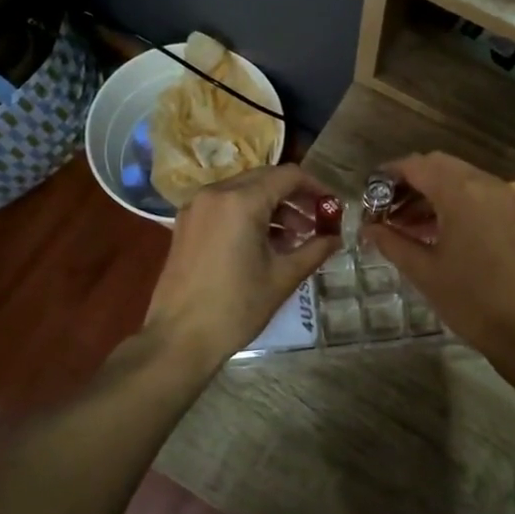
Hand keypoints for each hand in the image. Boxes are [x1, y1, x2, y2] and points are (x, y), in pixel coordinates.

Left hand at [143, 164, 339, 369]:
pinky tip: (264, 242)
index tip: (332, 207)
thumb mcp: (283, 277)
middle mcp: (215, 193)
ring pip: (244, 191)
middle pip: (264, 178)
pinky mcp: (186, 223)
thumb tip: (336, 237)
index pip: (288, 176)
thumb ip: (314, 250)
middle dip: (294, 196)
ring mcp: (196, 207)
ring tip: (295, 237)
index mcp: (241, 201)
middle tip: (317, 221)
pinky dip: (248, 214)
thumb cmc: (236, 307)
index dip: (315, 187)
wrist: (179, 337)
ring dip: (272, 206)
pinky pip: (225, 205)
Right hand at [364, 152, 514, 357]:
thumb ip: (392, 242)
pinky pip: (479, 193)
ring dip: (432, 191)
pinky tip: (439, 230)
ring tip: (406, 224)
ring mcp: (506, 197)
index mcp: (461, 192)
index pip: (417, 165)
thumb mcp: (423, 271)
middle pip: (440, 165)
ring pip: (460, 178)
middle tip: (386, 209)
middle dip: (410, 181)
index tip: (369, 192)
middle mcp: (486, 184)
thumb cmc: (471, 299)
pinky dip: (455, 201)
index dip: (389, 174)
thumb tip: (368, 228)